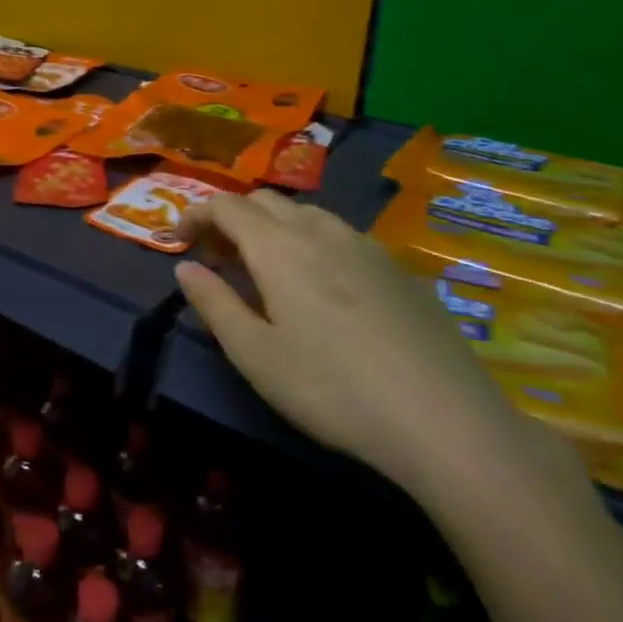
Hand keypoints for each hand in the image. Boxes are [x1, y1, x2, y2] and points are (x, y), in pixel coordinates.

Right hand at [175, 191, 530, 497]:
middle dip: (231, 220)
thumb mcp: (254, 354)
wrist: (445, 419)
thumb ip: (213, 303)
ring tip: (265, 272)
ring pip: (305, 215)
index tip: (177, 241)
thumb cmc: (331, 388)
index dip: (195, 215)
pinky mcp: (397, 268)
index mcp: (279, 246)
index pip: (226, 206)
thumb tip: (185, 267)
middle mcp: (320, 231)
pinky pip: (339, 235)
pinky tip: (320, 288)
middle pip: (265, 202)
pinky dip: (310, 243)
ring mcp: (365, 246)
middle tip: (218, 259)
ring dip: (272, 228)